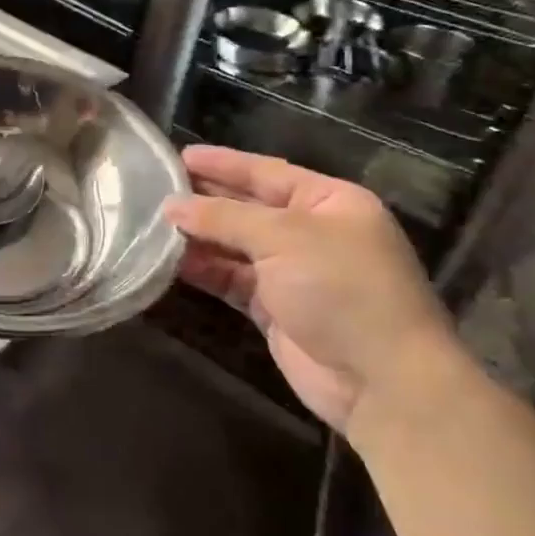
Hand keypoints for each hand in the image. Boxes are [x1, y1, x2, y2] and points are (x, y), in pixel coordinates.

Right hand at [164, 144, 458, 433]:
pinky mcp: (276, 309)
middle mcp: (312, 232)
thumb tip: (171, 205)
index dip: (223, 163)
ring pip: (236, 246)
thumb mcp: (283, 237)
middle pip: (248, 207)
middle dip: (205, 199)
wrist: (381, 380)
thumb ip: (224, 217)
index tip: (179, 155)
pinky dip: (205, 270)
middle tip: (156, 189)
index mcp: (330, 202)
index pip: (267, 172)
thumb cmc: (341, 288)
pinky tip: (171, 261)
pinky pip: (232, 279)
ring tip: (153, 223)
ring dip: (199, 236)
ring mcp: (294, 273)